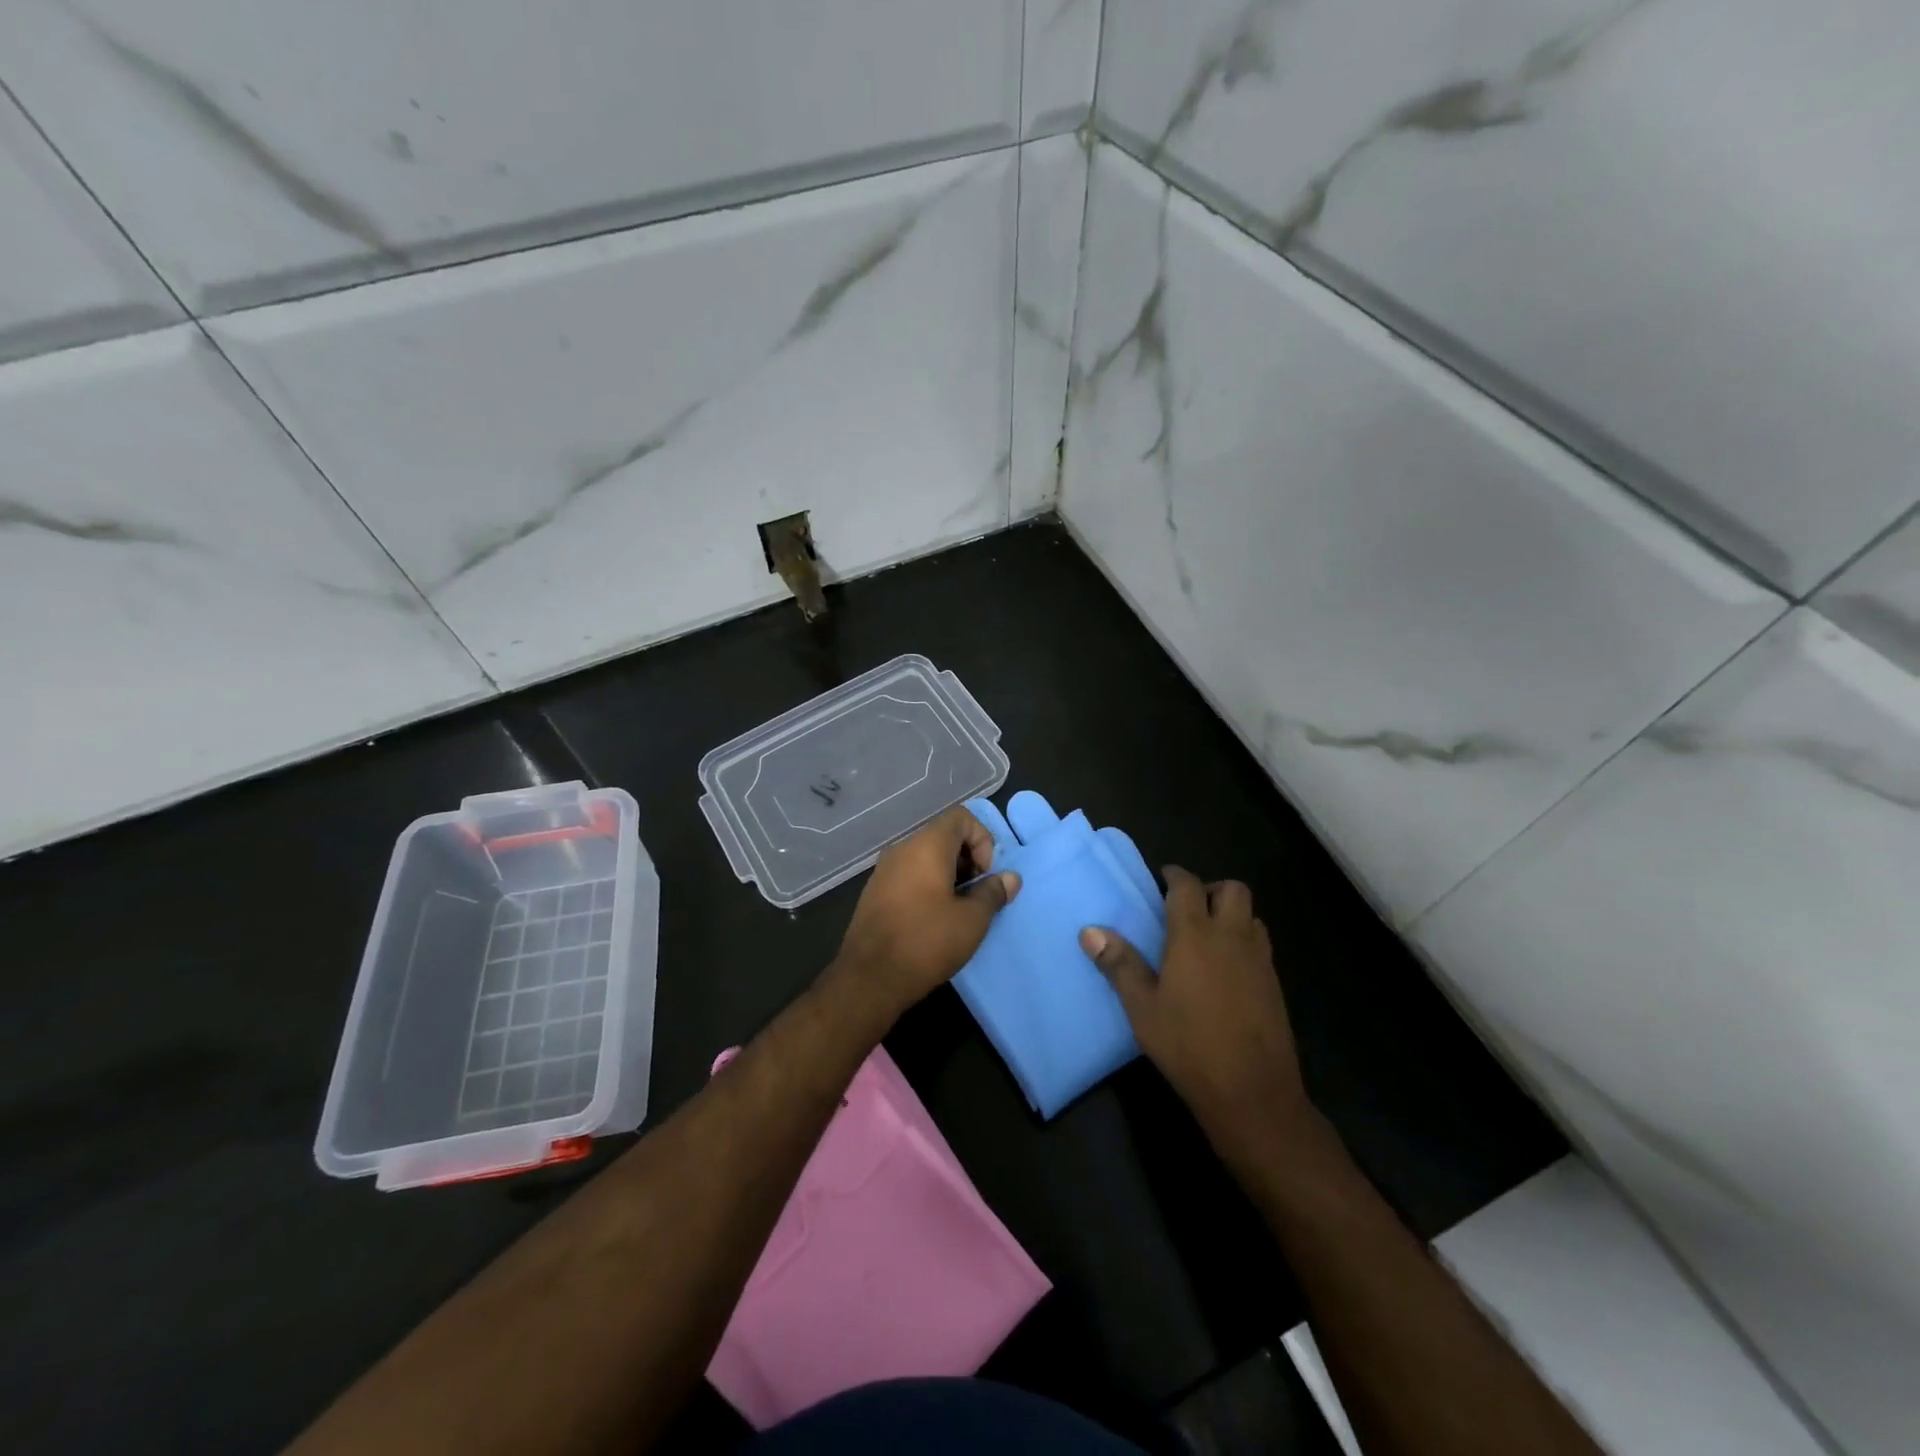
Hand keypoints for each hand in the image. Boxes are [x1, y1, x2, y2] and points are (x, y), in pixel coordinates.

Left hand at [831, 806, 1019, 1024]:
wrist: (869, 978)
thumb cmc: (926, 942)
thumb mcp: (972, 920)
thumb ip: (993, 893)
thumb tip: (1010, 878)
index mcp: (926, 846)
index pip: (961, 817)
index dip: (982, 839)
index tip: (984, 875)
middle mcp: (902, 849)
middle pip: (943, 835)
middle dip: (968, 859)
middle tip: (976, 895)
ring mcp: (884, 870)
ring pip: (925, 856)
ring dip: (949, 875)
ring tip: (959, 909)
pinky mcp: (875, 892)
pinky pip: (909, 874)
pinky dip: (928, 885)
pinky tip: (934, 919)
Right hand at [1080, 866, 1308, 1157]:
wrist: (1252, 1092)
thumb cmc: (1188, 1045)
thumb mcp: (1142, 1007)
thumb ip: (1119, 964)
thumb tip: (1089, 930)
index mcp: (1195, 935)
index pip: (1187, 886)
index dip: (1174, 875)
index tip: (1162, 878)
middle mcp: (1231, 937)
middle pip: (1231, 889)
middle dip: (1209, 889)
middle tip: (1185, 908)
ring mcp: (1258, 960)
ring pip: (1251, 915)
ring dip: (1230, 913)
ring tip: (1206, 937)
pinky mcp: (1274, 984)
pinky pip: (1260, 943)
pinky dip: (1243, 940)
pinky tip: (1225, 969)